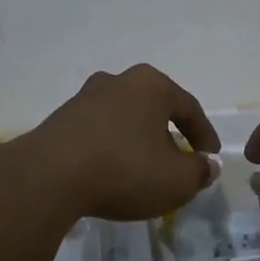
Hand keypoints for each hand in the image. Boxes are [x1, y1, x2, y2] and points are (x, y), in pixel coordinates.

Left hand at [14, 64, 221, 221]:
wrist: (49, 176)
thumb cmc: (124, 169)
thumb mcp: (176, 180)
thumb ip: (198, 171)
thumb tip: (205, 165)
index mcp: (150, 85)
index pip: (188, 107)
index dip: (204, 135)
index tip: (210, 156)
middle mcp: (116, 81)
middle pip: (153, 109)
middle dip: (168, 135)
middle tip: (178, 162)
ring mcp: (84, 98)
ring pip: (123, 120)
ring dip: (137, 142)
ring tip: (144, 171)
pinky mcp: (60, 120)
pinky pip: (98, 133)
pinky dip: (111, 150)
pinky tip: (111, 173)